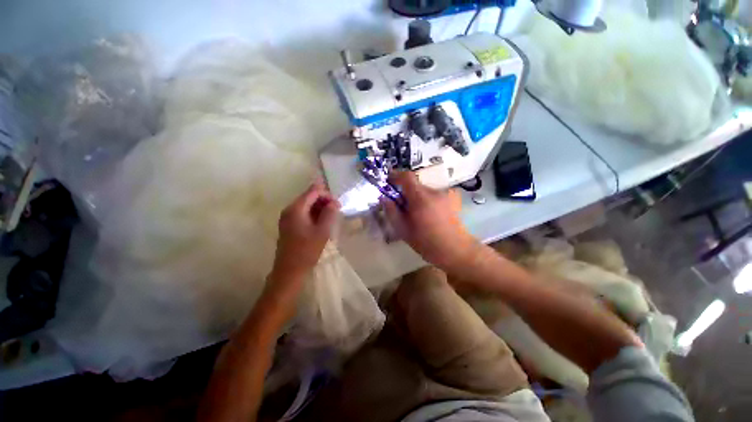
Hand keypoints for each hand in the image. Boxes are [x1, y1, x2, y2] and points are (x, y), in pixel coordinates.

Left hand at [270, 181, 339, 286]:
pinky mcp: (289, 225)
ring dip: (320, 208)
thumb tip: (334, 203)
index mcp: (296, 209)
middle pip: (309, 197)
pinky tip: (323, 222)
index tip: (338, 205)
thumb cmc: (306, 251)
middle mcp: (289, 210)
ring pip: (307, 205)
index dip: (327, 195)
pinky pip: (303, 214)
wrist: (289, 271)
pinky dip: (314, 215)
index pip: (313, 192)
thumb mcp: (322, 231)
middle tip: (337, 210)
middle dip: (324, 201)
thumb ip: (329, 214)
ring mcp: (288, 218)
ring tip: (332, 217)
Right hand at [381, 172, 479, 270]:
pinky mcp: (453, 198)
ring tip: (418, 214)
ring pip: (425, 190)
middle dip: (406, 192)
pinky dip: (428, 201)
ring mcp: (446, 194)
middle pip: (415, 184)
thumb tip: (384, 197)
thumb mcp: (403, 230)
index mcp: (421, 198)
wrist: (455, 251)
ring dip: (417, 198)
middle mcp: (435, 191)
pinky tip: (430, 215)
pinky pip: (434, 195)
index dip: (395, 175)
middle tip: (402, 206)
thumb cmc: (426, 242)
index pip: (407, 176)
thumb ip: (391, 211)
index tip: (389, 181)